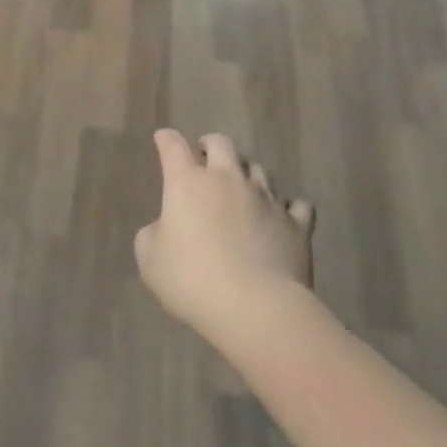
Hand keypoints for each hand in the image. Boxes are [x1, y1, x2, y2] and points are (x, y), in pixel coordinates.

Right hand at [134, 130, 315, 339]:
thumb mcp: (150, 260)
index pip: (173, 147)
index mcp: (187, 183)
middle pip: (222, 144)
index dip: (166, 139)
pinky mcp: (296, 224)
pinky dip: (287, 207)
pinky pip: (296, 205)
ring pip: (258, 170)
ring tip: (241, 187)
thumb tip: (165, 228)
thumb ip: (153, 235)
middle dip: (210, 145)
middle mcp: (228, 180)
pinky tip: (282, 215)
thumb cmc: (192, 280)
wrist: (256, 307)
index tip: (162, 138)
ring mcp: (266, 199)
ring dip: (246, 173)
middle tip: (204, 155)